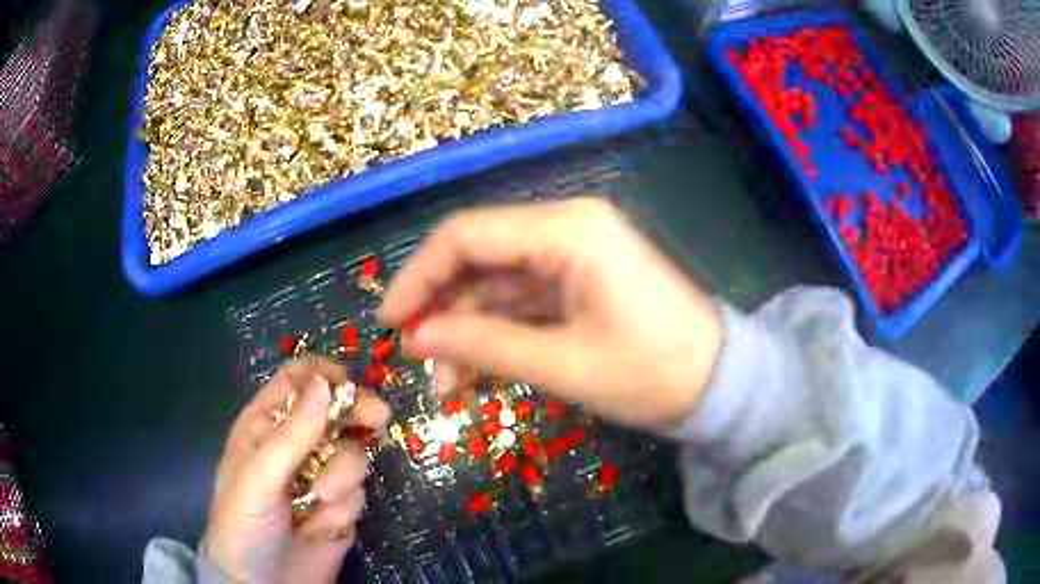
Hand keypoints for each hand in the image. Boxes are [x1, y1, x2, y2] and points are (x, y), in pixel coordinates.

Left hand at [204, 357, 389, 582]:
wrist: (264, 583)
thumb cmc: (245, 522)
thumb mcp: (259, 477)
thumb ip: (291, 434)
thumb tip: (324, 383)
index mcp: (264, 426)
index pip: (295, 381)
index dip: (322, 375)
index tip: (348, 381)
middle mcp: (294, 445)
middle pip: (334, 411)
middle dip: (354, 412)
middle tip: (377, 416)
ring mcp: (319, 476)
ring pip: (350, 453)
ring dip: (342, 474)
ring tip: (320, 499)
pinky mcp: (340, 506)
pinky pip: (357, 491)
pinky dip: (345, 504)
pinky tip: (324, 522)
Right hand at [379, 197, 721, 428]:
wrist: (719, 384)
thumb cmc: (652, 373)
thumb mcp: (563, 364)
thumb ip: (483, 344)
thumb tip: (417, 336)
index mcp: (567, 230)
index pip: (466, 235)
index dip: (419, 276)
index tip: (389, 321)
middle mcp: (566, 228)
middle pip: (478, 255)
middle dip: (442, 307)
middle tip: (417, 358)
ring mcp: (574, 254)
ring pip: (497, 283)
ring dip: (467, 329)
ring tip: (447, 385)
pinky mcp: (580, 281)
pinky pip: (522, 300)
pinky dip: (496, 333)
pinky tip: (475, 373)